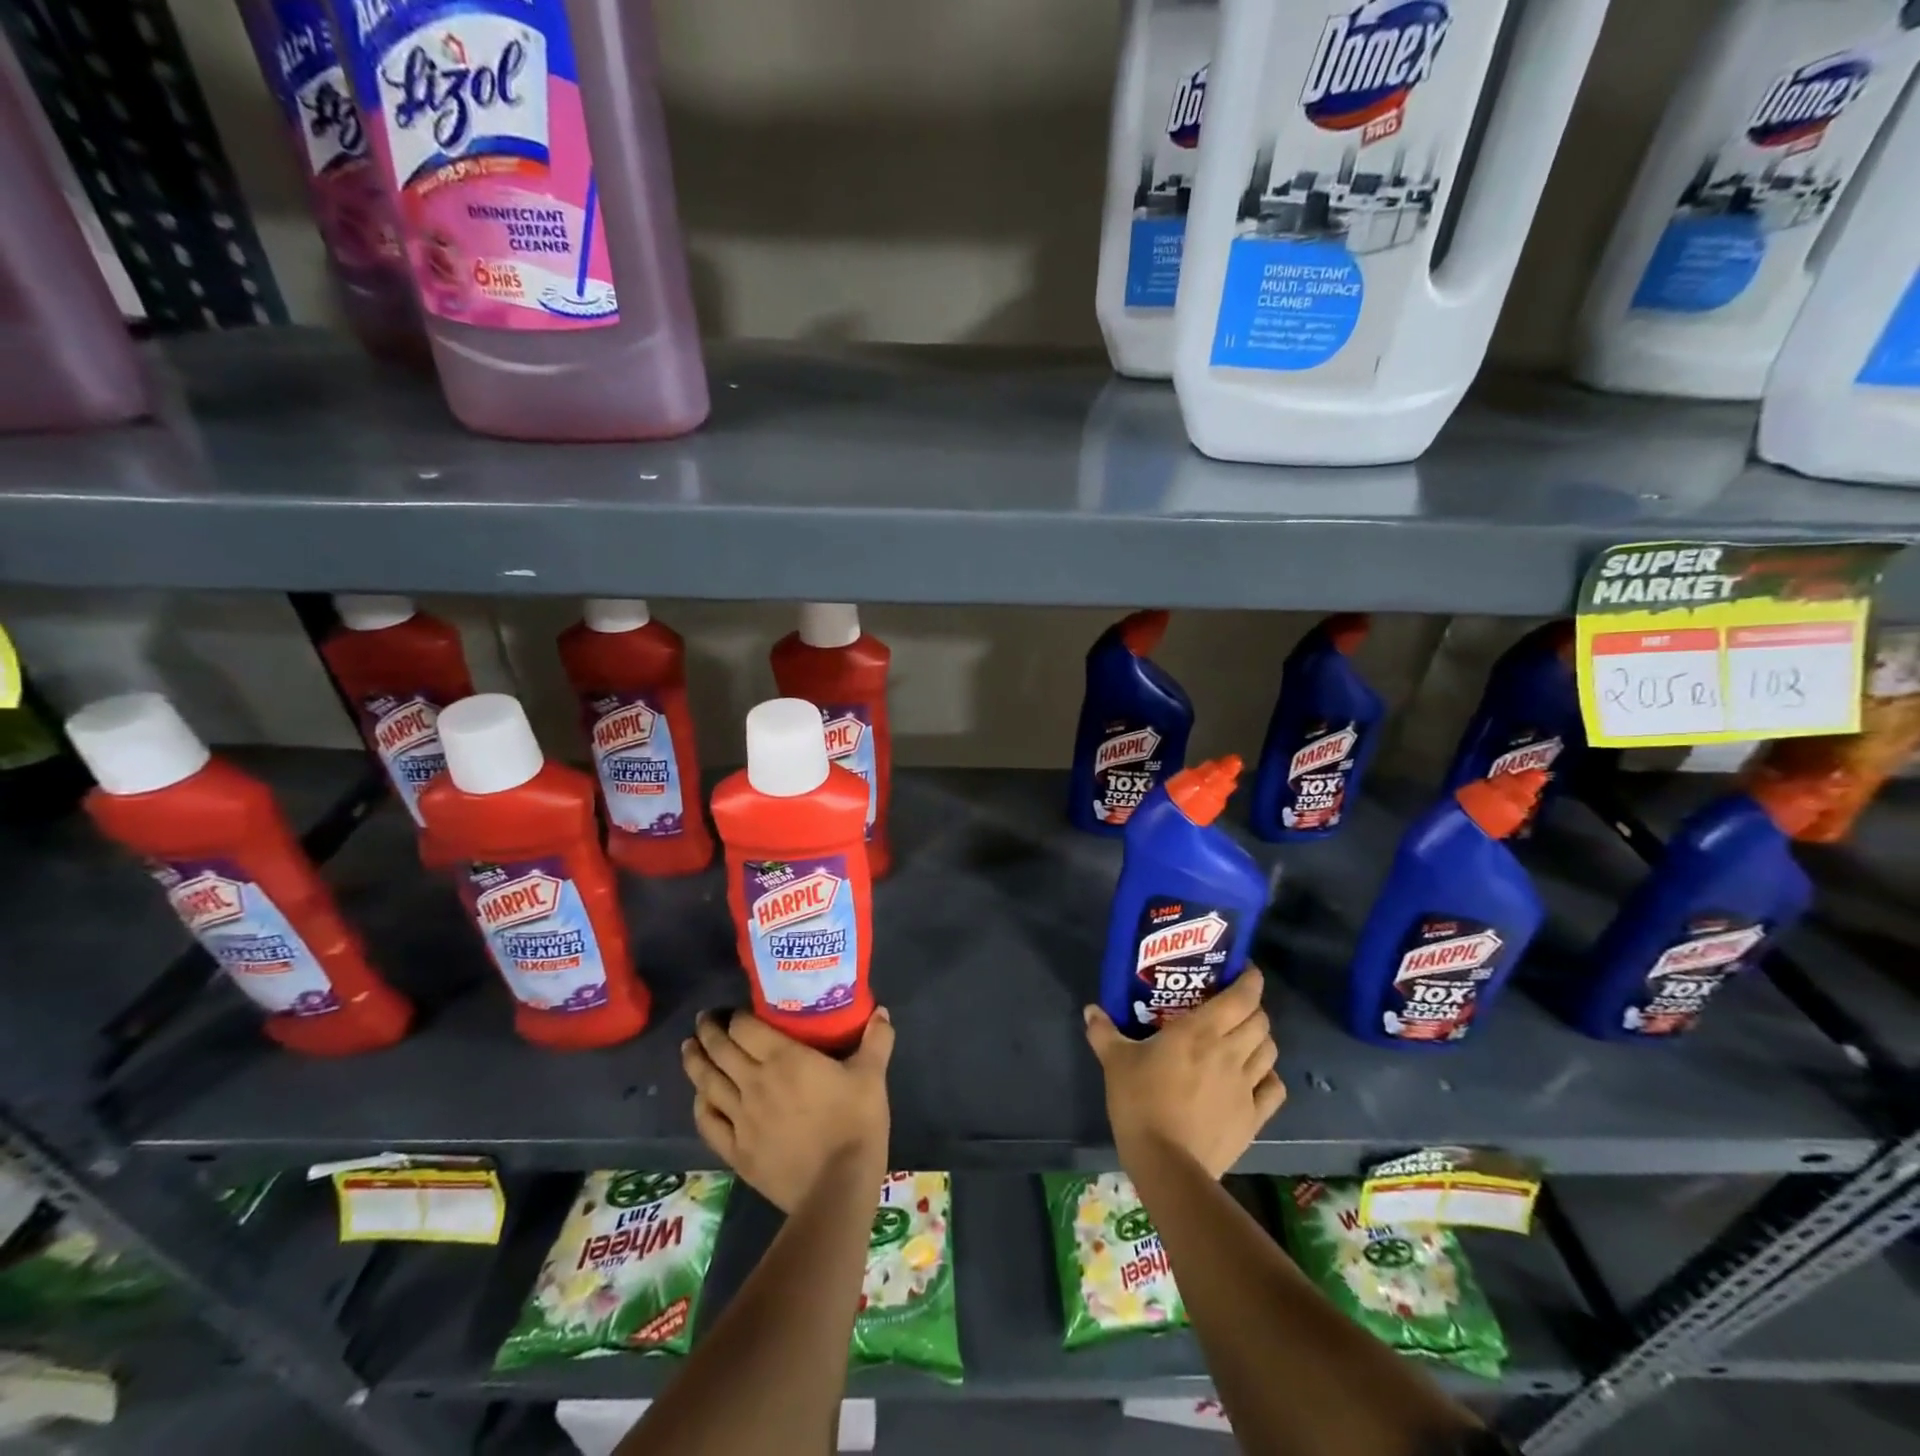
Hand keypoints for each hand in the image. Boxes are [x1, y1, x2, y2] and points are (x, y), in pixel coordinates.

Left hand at [681, 1009, 893, 1213]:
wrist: (837, 1188)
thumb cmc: (855, 1123)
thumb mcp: (872, 1076)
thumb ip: (876, 1040)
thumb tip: (880, 1012)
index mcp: (784, 1058)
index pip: (746, 1027)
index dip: (736, 1015)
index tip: (734, 1009)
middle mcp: (755, 1082)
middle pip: (721, 1050)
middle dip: (709, 1032)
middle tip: (704, 1020)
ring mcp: (741, 1118)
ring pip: (708, 1083)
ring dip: (695, 1062)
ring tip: (688, 1047)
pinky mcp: (737, 1151)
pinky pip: (709, 1123)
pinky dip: (701, 1105)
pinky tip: (699, 1098)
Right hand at [1085, 968, 1285, 1179]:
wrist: (1166, 1163)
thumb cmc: (1140, 1102)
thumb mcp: (1115, 1062)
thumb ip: (1104, 1032)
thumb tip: (1091, 1009)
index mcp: (1201, 1031)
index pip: (1242, 997)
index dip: (1250, 979)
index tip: (1244, 970)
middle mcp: (1230, 1052)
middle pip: (1260, 1021)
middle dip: (1252, 1008)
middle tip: (1233, 1007)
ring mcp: (1246, 1086)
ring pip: (1269, 1051)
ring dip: (1261, 1039)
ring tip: (1243, 1039)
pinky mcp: (1254, 1117)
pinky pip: (1274, 1088)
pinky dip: (1269, 1076)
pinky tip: (1255, 1077)